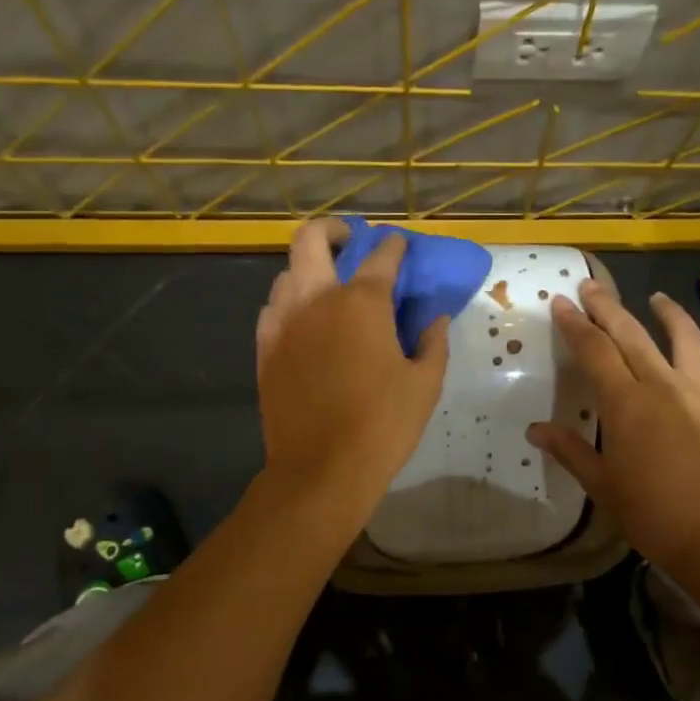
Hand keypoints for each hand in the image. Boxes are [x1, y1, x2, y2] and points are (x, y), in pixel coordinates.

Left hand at [255, 219, 449, 518]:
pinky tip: (305, 322)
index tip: (401, 246)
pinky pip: (272, 309)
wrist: (321, 470)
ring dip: (309, 269)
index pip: (381, 257)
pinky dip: (289, 303)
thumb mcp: (425, 384)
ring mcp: (283, 323)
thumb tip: (435, 319)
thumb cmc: (383, 426)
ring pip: (287, 273)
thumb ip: (434, 342)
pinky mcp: (264, 349)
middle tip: (350, 243)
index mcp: (362, 304)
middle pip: (312, 239)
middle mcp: (316, 300)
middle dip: (333, 231)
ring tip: (328, 288)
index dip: (394, 246)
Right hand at [528, 281, 699, 573]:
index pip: (594, 352)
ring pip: (683, 341)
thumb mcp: (602, 485)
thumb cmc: (651, 514)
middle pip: (631, 336)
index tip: (562, 302)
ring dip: (667, 314)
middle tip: (591, 287)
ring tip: (655, 298)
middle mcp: (662, 386)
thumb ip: (570, 451)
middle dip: (608, 308)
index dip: (576, 326)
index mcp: (625, 404)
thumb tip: (534, 430)